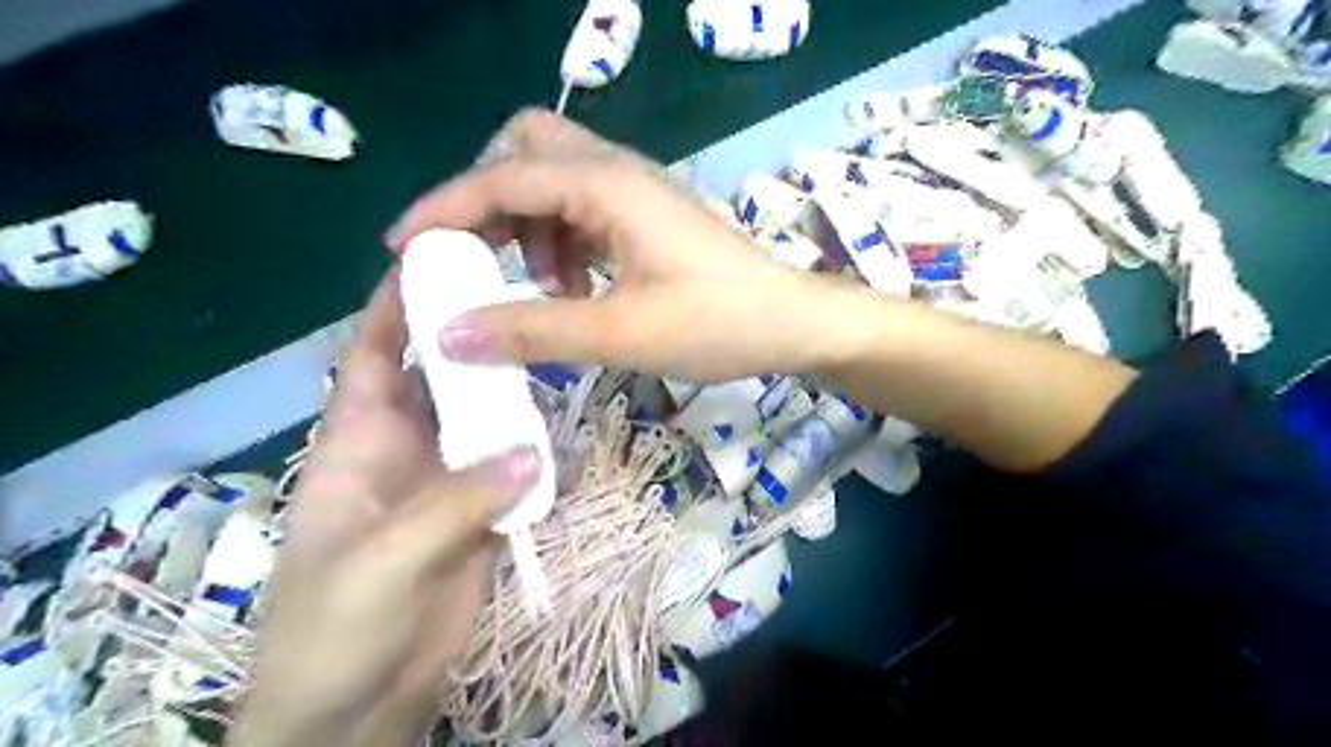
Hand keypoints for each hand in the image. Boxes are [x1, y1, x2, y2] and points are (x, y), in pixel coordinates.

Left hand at [227, 275, 540, 746]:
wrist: (356, 707)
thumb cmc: (335, 628)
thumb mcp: (383, 560)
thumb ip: (456, 503)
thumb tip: (532, 454)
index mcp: (359, 444)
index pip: (375, 359)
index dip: (395, 310)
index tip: (436, 263)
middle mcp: (406, 451)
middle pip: (441, 382)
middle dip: (472, 342)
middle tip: (523, 303)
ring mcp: (447, 484)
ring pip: (484, 423)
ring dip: (513, 399)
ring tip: (555, 360)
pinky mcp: (479, 517)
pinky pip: (511, 472)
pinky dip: (536, 454)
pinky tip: (565, 435)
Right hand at [385, 107, 850, 382]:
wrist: (791, 324)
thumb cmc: (716, 324)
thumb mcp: (619, 333)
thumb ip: (532, 330)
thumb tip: (448, 334)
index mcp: (606, 185)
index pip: (501, 178)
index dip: (444, 209)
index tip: (402, 249)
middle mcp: (617, 173)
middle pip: (528, 153)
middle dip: (492, 202)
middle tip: (483, 260)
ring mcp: (636, 195)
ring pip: (556, 187)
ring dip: (532, 232)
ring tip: (545, 294)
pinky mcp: (648, 220)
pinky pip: (585, 215)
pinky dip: (564, 247)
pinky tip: (575, 292)